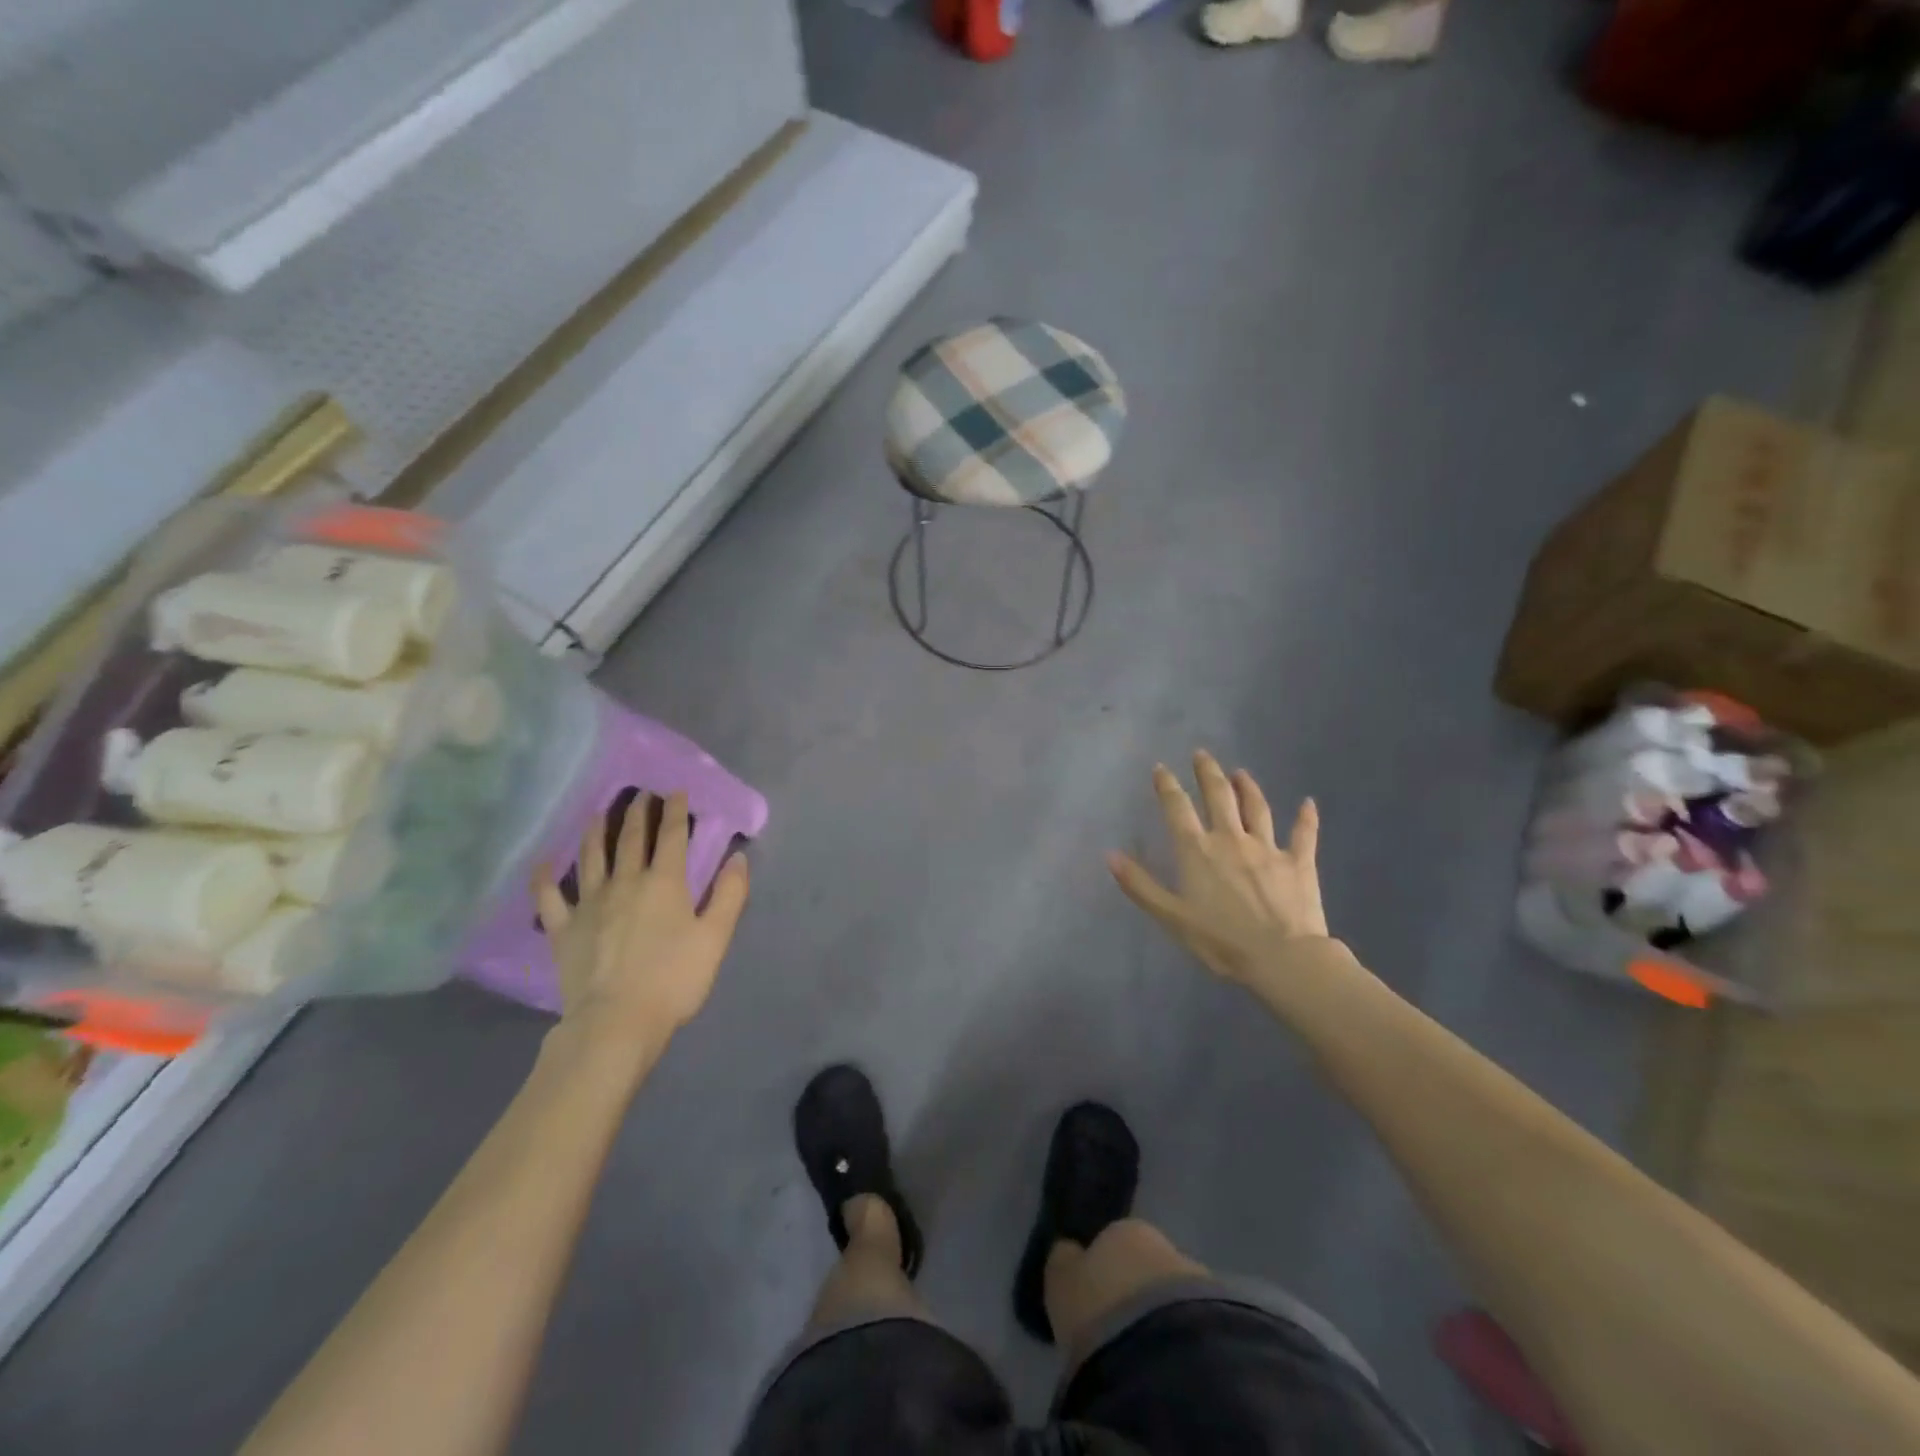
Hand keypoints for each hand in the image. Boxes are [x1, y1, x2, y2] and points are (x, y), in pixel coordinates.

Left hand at [533, 792, 749, 1056]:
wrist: (617, 1021)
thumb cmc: (674, 979)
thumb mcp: (715, 937)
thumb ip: (729, 894)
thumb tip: (737, 858)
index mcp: (664, 883)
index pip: (671, 836)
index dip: (675, 811)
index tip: (675, 792)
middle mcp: (625, 882)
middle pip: (630, 838)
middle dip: (638, 812)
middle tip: (640, 794)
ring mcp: (589, 903)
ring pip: (591, 856)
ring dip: (596, 831)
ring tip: (599, 813)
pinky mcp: (564, 928)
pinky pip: (549, 896)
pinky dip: (546, 876)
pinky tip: (545, 862)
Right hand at [1108, 751, 1328, 983]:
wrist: (1282, 957)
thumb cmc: (1220, 940)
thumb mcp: (1171, 917)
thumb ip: (1140, 885)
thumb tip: (1110, 855)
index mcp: (1197, 851)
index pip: (1178, 808)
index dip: (1167, 786)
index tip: (1161, 768)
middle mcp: (1231, 839)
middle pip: (1218, 796)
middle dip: (1207, 773)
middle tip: (1202, 754)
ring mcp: (1267, 848)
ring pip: (1256, 808)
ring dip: (1247, 787)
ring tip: (1241, 772)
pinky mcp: (1298, 862)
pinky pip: (1303, 834)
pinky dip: (1306, 817)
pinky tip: (1308, 803)